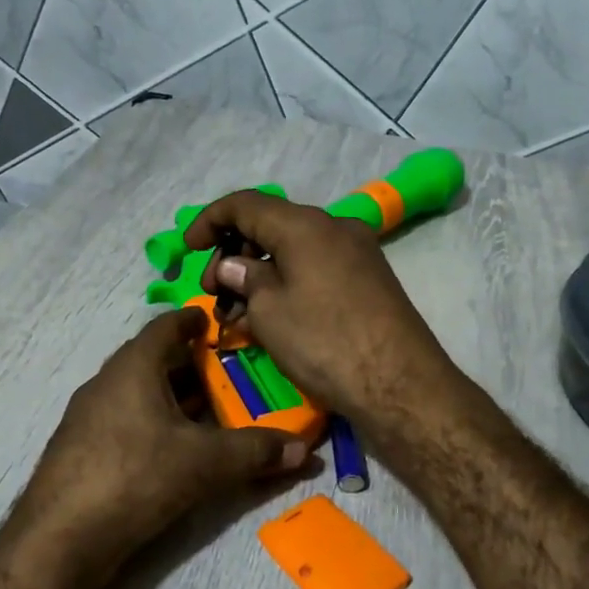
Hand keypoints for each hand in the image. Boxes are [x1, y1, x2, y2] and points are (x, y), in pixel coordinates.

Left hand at [7, 307, 309, 583]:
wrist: (60, 537)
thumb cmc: (135, 476)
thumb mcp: (205, 463)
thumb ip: (255, 451)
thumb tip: (304, 449)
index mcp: (133, 367)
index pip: (165, 327)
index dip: (193, 321)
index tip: (216, 324)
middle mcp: (106, 382)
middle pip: (152, 359)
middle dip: (189, 364)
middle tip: (227, 373)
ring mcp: (88, 416)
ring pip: (137, 392)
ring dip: (170, 395)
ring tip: (207, 410)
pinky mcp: (81, 448)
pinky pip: (125, 418)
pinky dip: (152, 421)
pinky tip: (171, 447)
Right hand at [183, 190, 458, 436]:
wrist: (400, 384)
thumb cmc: (325, 342)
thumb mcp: (270, 311)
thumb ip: (243, 279)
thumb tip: (232, 266)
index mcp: (305, 224)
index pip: (244, 204)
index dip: (208, 220)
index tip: (188, 249)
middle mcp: (334, 227)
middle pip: (269, 225)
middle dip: (233, 253)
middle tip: (213, 294)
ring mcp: (356, 252)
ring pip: (292, 250)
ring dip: (258, 274)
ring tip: (237, 314)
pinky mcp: (367, 279)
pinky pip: (314, 268)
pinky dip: (286, 283)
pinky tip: (269, 317)